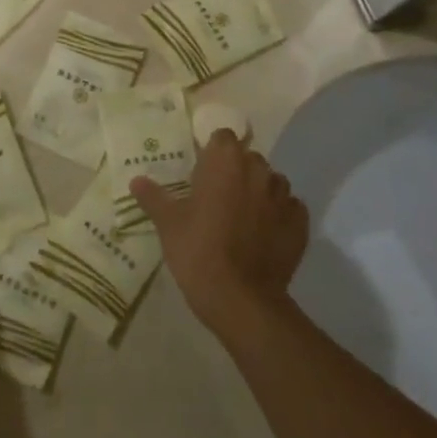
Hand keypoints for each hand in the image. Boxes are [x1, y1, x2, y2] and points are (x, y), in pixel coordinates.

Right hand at [130, 131, 308, 341]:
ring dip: (259, 192)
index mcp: (225, 162)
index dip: (213, 153)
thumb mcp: (168, 224)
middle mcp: (258, 171)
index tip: (202, 173)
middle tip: (217, 198)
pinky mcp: (300, 224)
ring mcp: (283, 197)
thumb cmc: (198, 251)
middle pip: (248, 159)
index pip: (223, 137)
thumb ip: (153, 197)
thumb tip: (136, 180)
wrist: (241, 300)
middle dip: (236, 172)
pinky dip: (279, 217)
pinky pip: (290, 209)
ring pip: (271, 183)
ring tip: (243, 218)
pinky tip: (265, 235)